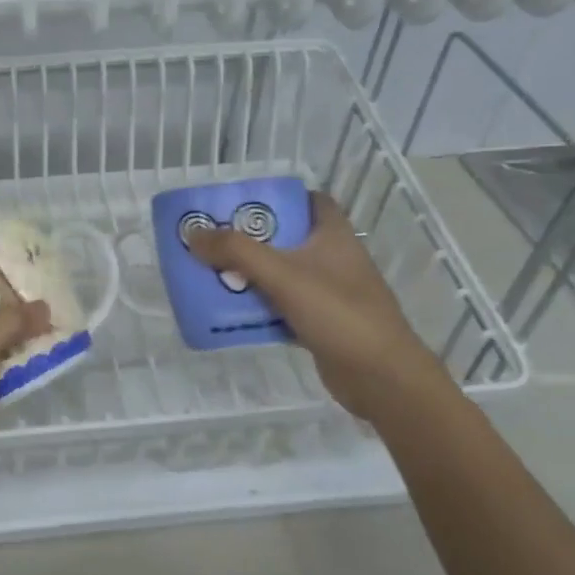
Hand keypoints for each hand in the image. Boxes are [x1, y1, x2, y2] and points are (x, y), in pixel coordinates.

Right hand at [186, 191, 452, 425]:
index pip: (310, 200)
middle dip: (251, 239)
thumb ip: (236, 251)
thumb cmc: (337, 312)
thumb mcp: (282, 274)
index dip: (279, 198)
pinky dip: (261, 306)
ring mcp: (330, 292)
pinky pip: (284, 306)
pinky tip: (233, 311)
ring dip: (252, 274)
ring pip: (283, 273)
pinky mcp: (322, 322)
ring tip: (213, 272)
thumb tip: (193, 234)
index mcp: (333, 234)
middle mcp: (334, 258)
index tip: (243, 204)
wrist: (380, 376)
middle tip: (214, 239)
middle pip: (287, 237)